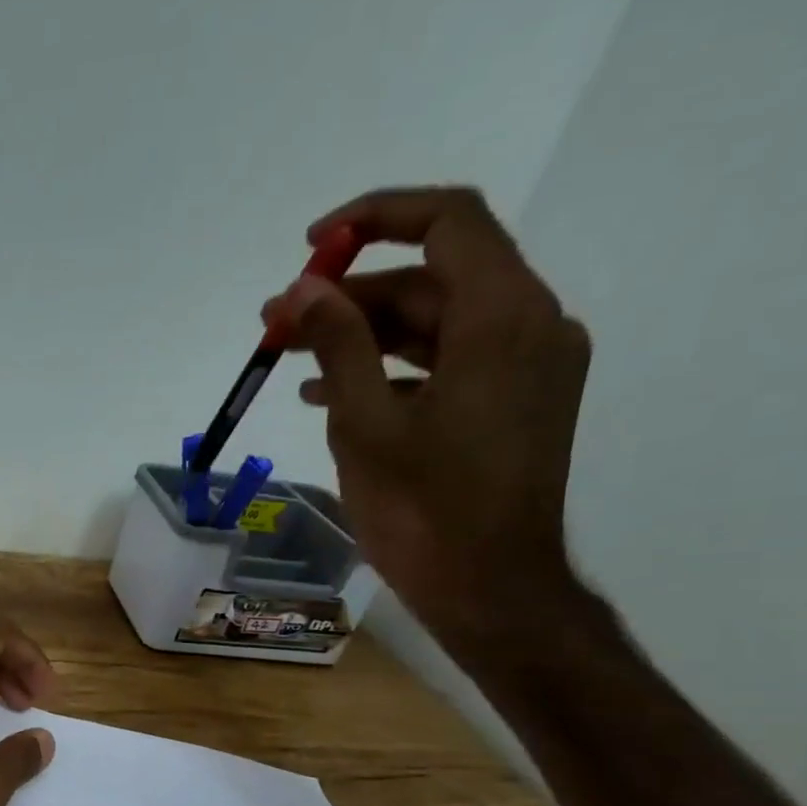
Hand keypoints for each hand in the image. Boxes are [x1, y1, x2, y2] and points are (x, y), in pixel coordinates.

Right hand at [262, 186, 592, 653]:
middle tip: (276, 324)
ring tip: (289, 358)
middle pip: (433, 278)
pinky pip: (447, 361)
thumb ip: (336, 344)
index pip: (447, 222)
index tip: (310, 247)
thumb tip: (300, 289)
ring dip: (362, 334)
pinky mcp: (513, 402)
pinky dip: (390, 366)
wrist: (487, 586)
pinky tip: (330, 393)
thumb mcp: (364, 424)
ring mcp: (526, 366)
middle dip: (349, 295)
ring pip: (436, 322)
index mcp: (502, 318)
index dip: (375, 219)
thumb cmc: (423, 509)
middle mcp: (530, 325)